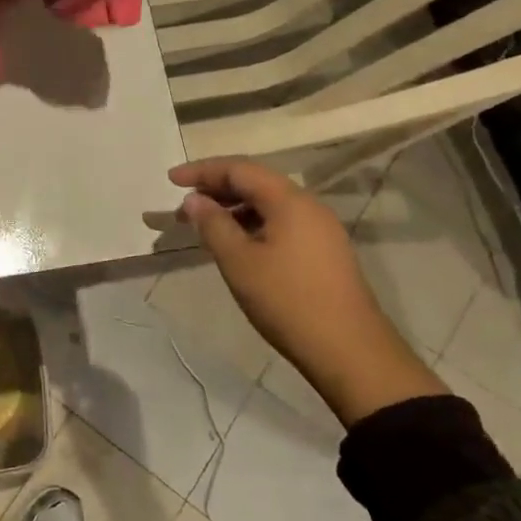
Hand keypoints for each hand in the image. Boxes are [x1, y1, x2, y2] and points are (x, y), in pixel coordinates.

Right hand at [171, 157, 445, 427]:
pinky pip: (281, 223)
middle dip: (216, 189)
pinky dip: (252, 224)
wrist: (349, 351)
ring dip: (233, 208)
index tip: (171, 180)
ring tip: (204, 226)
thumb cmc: (287, 301)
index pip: (240, 169)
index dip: (202, 171)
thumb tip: (194, 200)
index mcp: (289, 201)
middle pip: (256, 183)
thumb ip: (213, 224)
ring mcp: (320, 229)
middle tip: (183, 206)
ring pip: (269, 204)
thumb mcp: (239, 261)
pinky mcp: (324, 251)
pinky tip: (236, 244)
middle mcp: (308, 206)